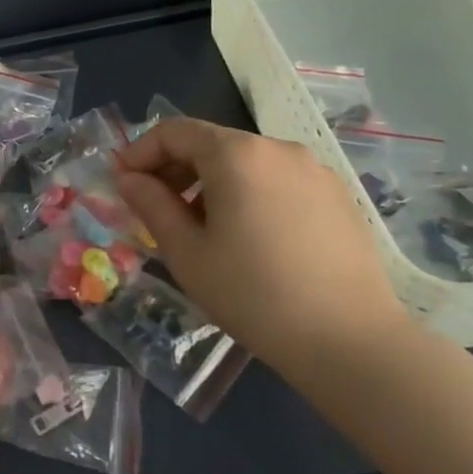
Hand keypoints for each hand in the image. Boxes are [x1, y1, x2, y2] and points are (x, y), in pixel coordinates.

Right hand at [114, 117, 405, 365]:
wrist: (350, 341)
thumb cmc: (253, 294)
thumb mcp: (186, 252)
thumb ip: (151, 204)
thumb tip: (129, 178)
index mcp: (237, 154)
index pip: (174, 131)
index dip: (140, 152)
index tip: (122, 184)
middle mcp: (278, 149)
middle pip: (211, 143)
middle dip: (174, 169)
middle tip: (155, 208)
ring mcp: (314, 171)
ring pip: (245, 162)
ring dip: (210, 183)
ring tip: (200, 228)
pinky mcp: (337, 196)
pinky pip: (276, 180)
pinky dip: (247, 193)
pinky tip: (247, 238)